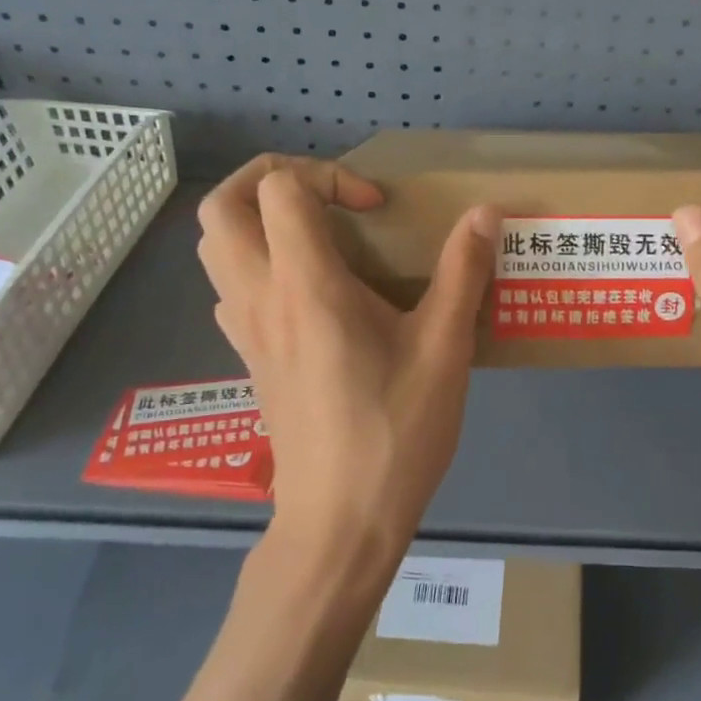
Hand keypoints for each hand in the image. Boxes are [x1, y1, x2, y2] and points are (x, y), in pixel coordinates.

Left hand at [196, 155, 500, 564]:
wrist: (340, 523)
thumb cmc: (394, 432)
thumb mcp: (444, 348)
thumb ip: (464, 272)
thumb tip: (486, 213)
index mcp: (305, 285)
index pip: (279, 189)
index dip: (328, 177)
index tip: (375, 211)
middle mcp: (260, 297)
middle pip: (222, 206)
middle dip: (270, 178)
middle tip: (326, 196)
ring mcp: (245, 331)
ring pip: (214, 246)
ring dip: (256, 220)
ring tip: (316, 235)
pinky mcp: (249, 359)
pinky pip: (229, 288)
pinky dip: (256, 264)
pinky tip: (307, 291)